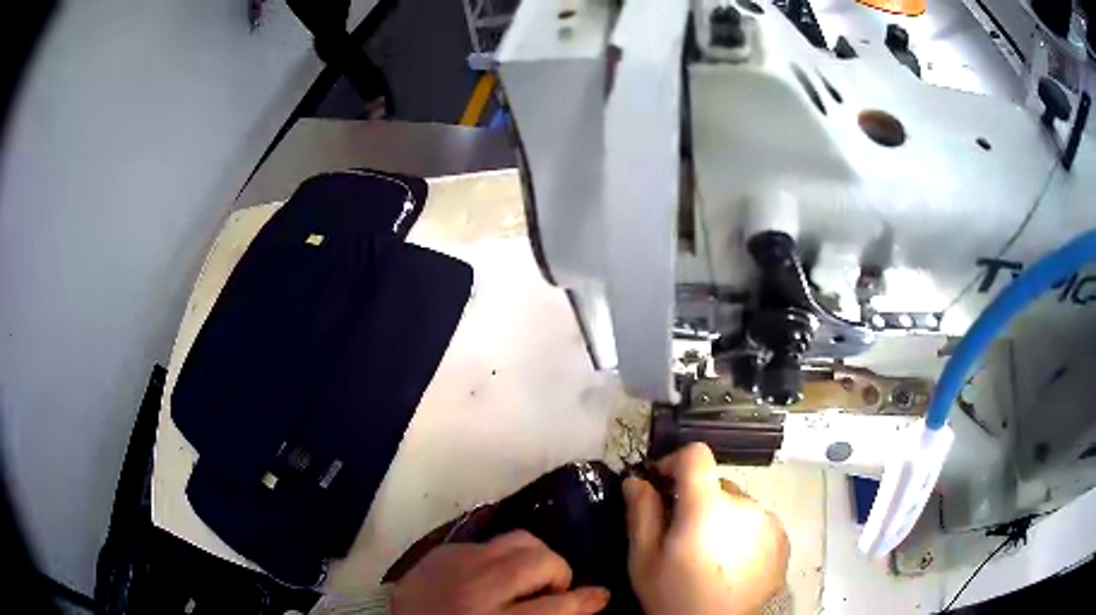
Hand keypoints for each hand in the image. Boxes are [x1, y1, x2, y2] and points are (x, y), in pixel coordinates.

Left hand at [391, 530, 610, 614]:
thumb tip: (579, 604)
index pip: (555, 607)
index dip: (584, 601)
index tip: (601, 596)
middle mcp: (476, 587)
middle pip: (539, 561)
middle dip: (558, 573)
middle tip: (554, 590)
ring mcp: (455, 563)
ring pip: (518, 540)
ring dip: (534, 557)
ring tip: (528, 575)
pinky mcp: (441, 551)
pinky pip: (487, 541)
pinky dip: (500, 555)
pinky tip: (494, 573)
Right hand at [624, 443, 789, 614]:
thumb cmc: (673, 597)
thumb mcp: (644, 560)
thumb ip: (641, 513)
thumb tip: (637, 479)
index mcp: (708, 506)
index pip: (697, 455)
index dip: (675, 462)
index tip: (662, 484)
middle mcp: (745, 505)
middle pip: (716, 484)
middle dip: (696, 500)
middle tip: (681, 534)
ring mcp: (768, 521)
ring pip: (737, 504)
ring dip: (720, 517)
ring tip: (708, 553)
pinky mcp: (782, 538)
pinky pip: (757, 521)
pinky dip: (742, 532)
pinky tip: (730, 561)